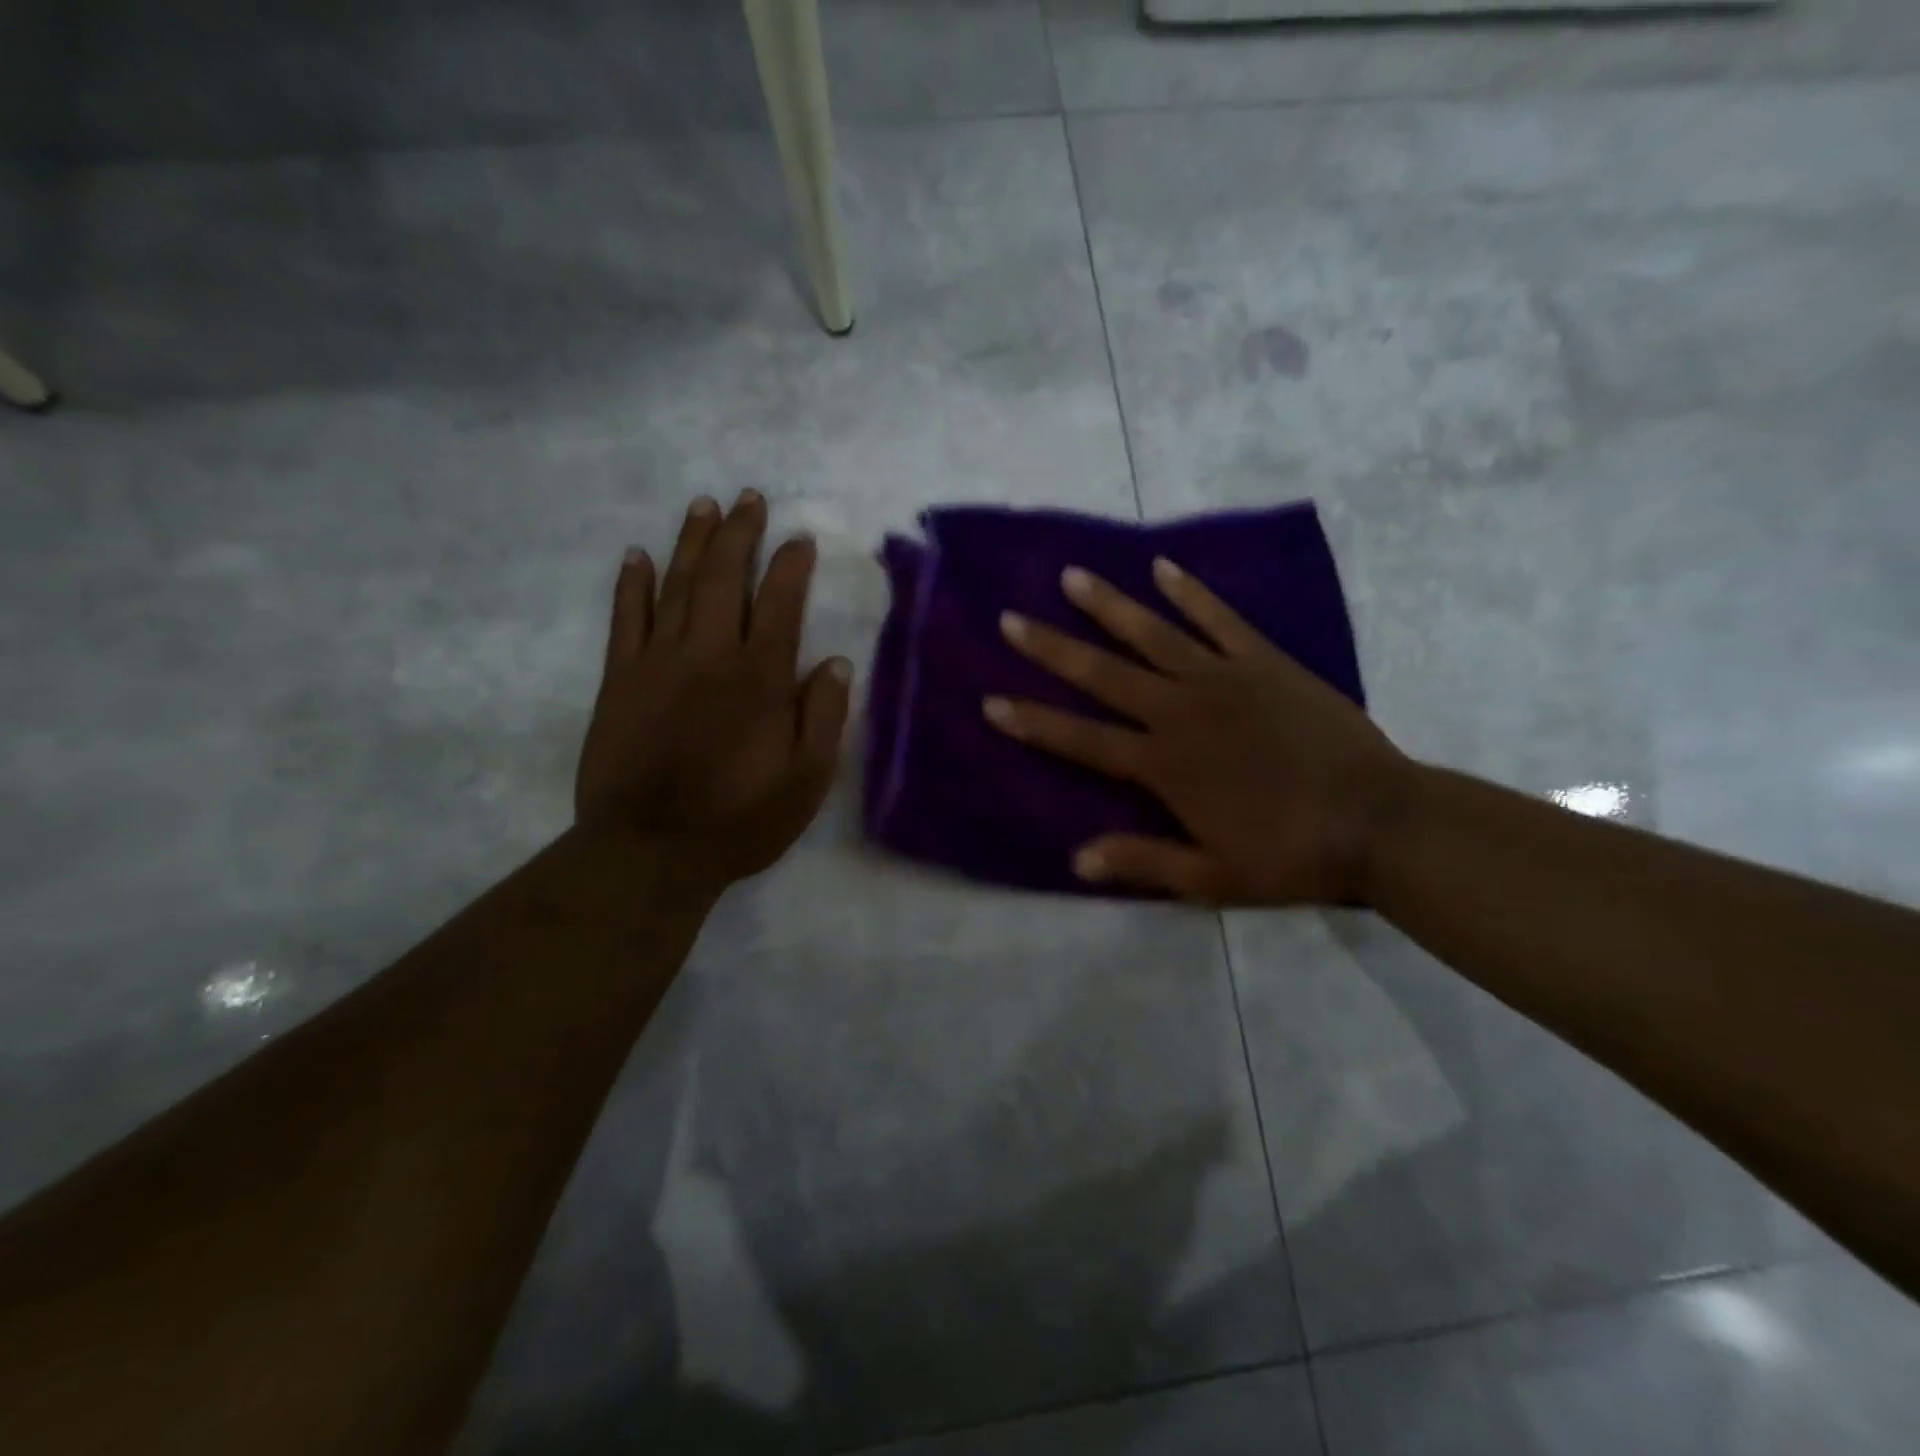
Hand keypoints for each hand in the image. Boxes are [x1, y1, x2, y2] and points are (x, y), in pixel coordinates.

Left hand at [575, 490, 851, 899]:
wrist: (649, 851)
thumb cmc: (739, 819)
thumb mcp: (806, 781)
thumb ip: (824, 717)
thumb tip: (836, 662)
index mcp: (760, 679)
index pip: (780, 604)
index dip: (791, 566)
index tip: (799, 538)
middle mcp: (710, 656)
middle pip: (725, 579)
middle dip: (739, 534)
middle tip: (748, 498)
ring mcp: (658, 663)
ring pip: (676, 586)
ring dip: (691, 543)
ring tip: (703, 505)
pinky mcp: (620, 680)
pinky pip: (625, 619)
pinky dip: (632, 584)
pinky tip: (638, 556)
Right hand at [984, 557, 1413, 905]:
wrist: (1380, 821)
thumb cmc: (1292, 854)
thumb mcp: (1213, 877)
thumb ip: (1144, 862)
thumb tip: (1076, 860)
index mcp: (1163, 765)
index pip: (1082, 740)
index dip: (1034, 722)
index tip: (991, 700)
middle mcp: (1181, 712)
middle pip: (1104, 675)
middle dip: (1052, 648)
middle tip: (1011, 619)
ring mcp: (1223, 679)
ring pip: (1153, 635)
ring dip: (1108, 606)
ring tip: (1071, 577)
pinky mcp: (1264, 662)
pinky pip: (1220, 619)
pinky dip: (1191, 593)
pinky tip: (1162, 569)